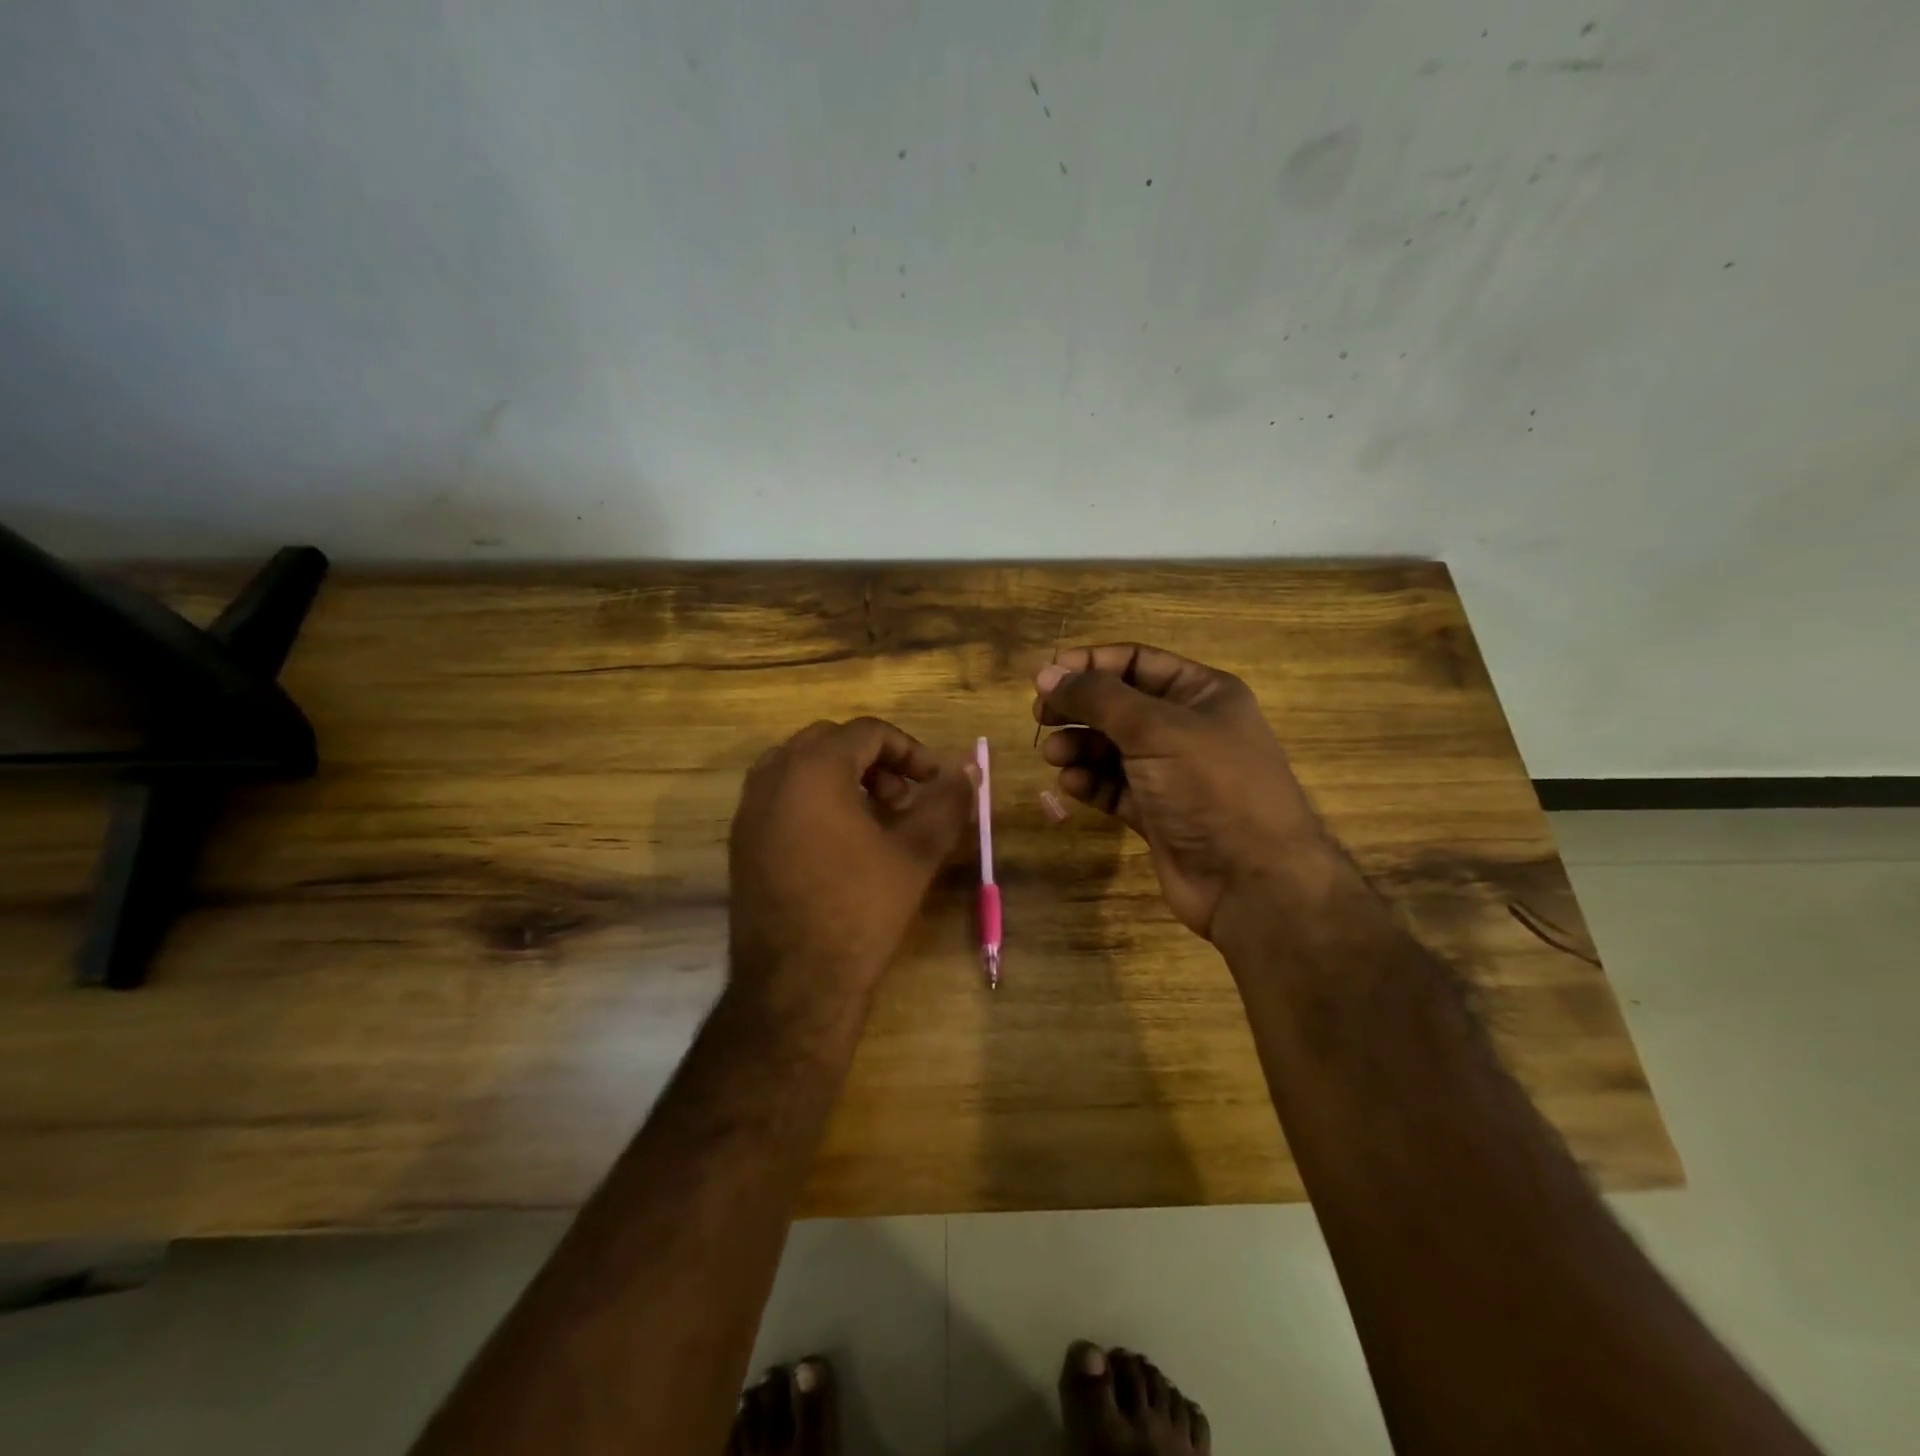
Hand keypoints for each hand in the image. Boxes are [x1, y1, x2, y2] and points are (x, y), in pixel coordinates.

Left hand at [728, 717, 973, 1010]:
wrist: (795, 982)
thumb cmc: (860, 909)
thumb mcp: (916, 854)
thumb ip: (946, 804)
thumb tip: (968, 773)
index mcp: (813, 769)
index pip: (867, 732)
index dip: (910, 750)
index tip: (934, 782)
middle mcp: (773, 777)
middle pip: (830, 741)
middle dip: (874, 760)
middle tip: (902, 798)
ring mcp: (749, 809)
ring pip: (800, 766)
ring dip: (841, 777)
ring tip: (873, 817)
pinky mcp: (741, 840)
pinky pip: (780, 796)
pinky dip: (813, 799)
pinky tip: (839, 843)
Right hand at [1033, 644, 1322, 939]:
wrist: (1251, 880)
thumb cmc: (1210, 786)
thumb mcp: (1155, 728)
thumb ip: (1098, 698)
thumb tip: (1047, 673)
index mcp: (1201, 693)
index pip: (1136, 661)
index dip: (1090, 664)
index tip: (1046, 676)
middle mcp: (1186, 727)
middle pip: (1119, 705)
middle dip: (1079, 708)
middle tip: (1040, 716)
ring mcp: (1170, 772)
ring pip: (1111, 748)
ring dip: (1079, 746)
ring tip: (1053, 755)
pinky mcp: (1155, 812)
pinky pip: (1113, 786)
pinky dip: (1090, 782)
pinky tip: (1071, 785)